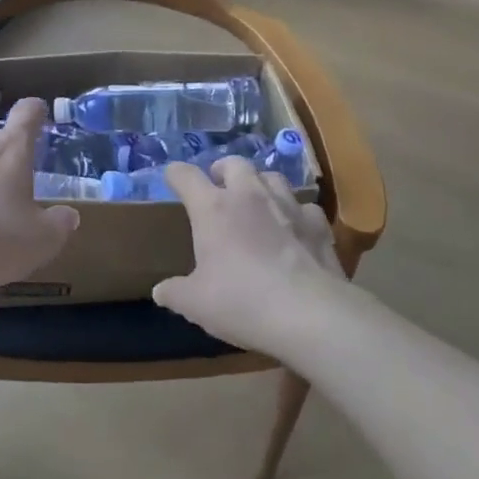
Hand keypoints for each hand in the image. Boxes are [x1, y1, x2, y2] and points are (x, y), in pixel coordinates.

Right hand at [152, 157, 351, 357]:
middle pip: (234, 163)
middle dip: (223, 170)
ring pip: (272, 177)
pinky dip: (295, 213)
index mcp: (213, 208)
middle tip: (218, 186)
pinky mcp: (318, 224)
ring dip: (260, 185)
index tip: (171, 178)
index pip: (186, 176)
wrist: (310, 314)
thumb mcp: (196, 304)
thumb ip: (174, 293)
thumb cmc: (242, 302)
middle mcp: (249, 196)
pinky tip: (294, 229)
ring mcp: (288, 206)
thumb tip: (160, 292)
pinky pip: (304, 207)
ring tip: (256, 202)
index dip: (175, 174)